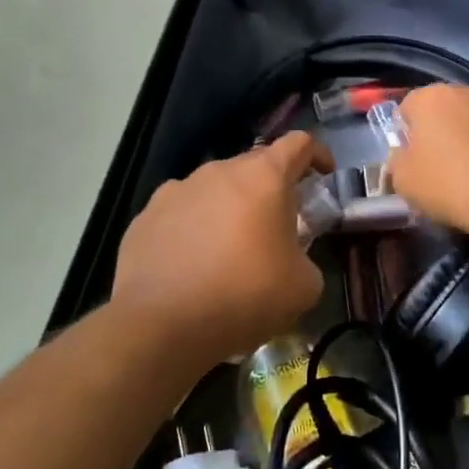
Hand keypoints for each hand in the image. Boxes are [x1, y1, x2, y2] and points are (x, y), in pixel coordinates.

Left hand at [112, 132, 333, 362]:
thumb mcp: (304, 286)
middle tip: (278, 224)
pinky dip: (193, 229)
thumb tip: (291, 260)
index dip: (317, 155)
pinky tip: (192, 263)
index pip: (299, 144)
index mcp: (264, 178)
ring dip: (229, 208)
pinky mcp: (145, 216)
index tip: (323, 177)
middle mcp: (218, 171)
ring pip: (214, 189)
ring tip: (229, 249)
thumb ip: (307, 259)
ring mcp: (176, 190)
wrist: (162, 324)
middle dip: (272, 188)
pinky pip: (180, 214)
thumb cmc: (245, 296)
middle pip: (254, 165)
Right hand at [388, 85, 468, 238]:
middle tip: (437, 169)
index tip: (409, 162)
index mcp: (431, 97)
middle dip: (437, 134)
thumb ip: (397, 162)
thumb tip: (404, 156)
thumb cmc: (450, 183)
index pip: (406, 108)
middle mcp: (466, 91)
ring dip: (467, 140)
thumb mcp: (404, 180)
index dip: (404, 135)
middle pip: (442, 111)